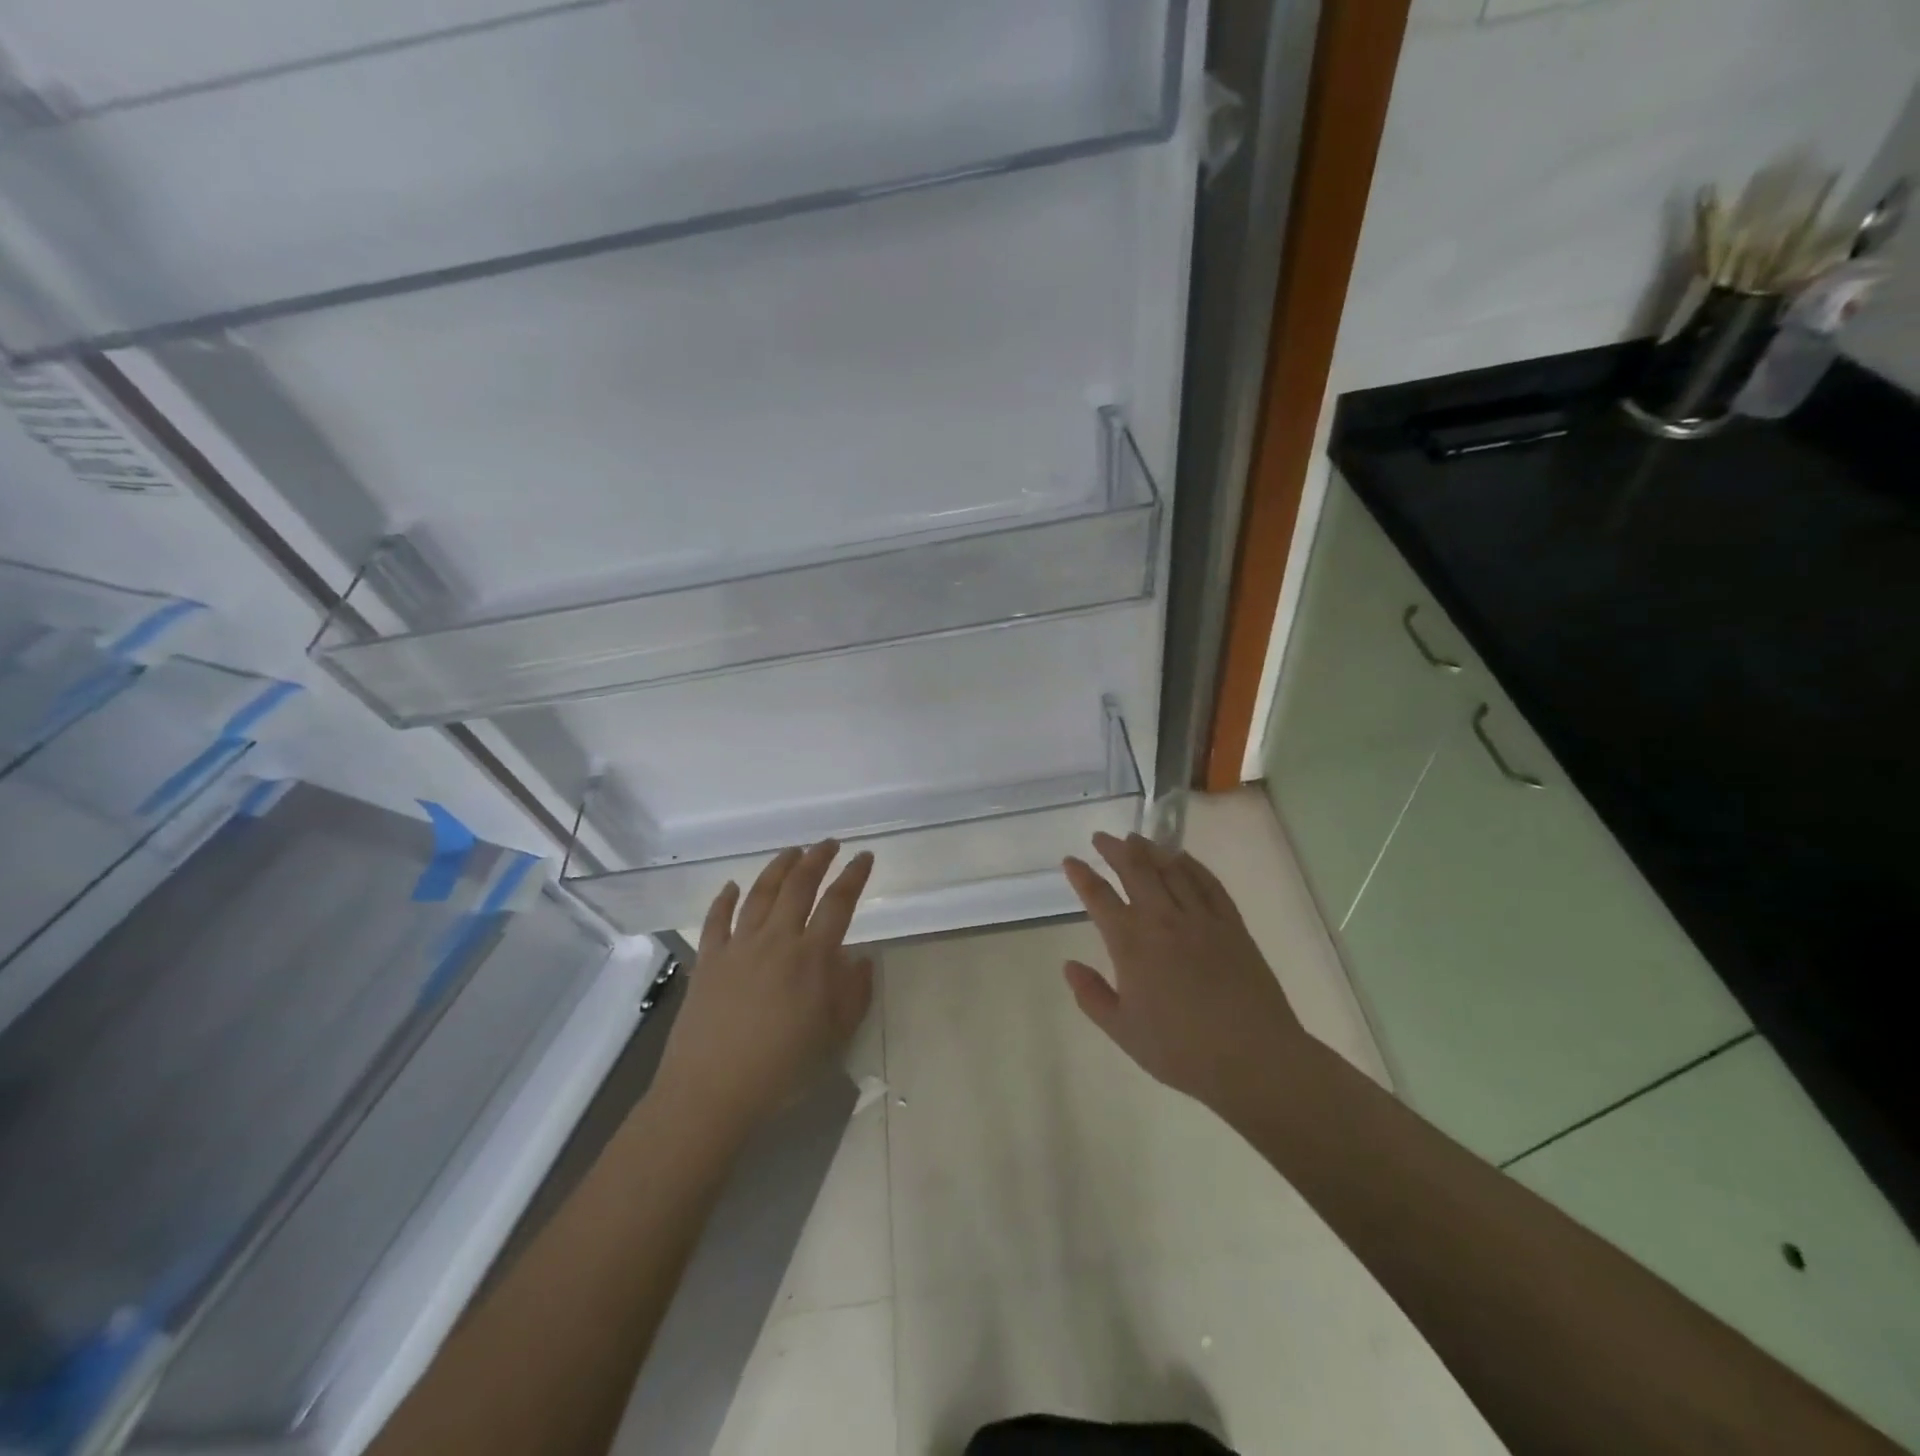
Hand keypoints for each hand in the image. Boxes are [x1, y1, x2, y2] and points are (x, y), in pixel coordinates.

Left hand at [652, 841, 874, 1140]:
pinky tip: (732, 886)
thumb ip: (853, 994)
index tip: (864, 856)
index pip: (838, 904)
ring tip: (792, 851)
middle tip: (829, 844)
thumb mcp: (834, 1037)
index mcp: (811, 957)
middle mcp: (775, 940)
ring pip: (760, 893)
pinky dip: (725, 899)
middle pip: (798, 886)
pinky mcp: (707, 961)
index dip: (854, 876)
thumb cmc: (781, 1069)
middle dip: (817, 859)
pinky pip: (717, 920)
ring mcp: (737, 947)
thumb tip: (861, 958)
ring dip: (778, 868)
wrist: (711, 1091)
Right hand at [1062, 832, 1308, 1118]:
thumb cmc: (1180, 1050)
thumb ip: (1092, 996)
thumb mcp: (1122, 1031)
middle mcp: (1162, 919)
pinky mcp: (1231, 924)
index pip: (1099, 897)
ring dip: (1150, 850)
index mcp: (1131, 943)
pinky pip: (1209, 883)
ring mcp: (1200, 918)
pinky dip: (1192, 865)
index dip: (1081, 876)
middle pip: (1135, 870)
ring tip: (1136, 838)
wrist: (1253, 1058)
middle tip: (1102, 837)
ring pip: (1171, 869)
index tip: (1070, 860)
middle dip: (1115, 849)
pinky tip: (1183, 858)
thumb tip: (1069, 966)